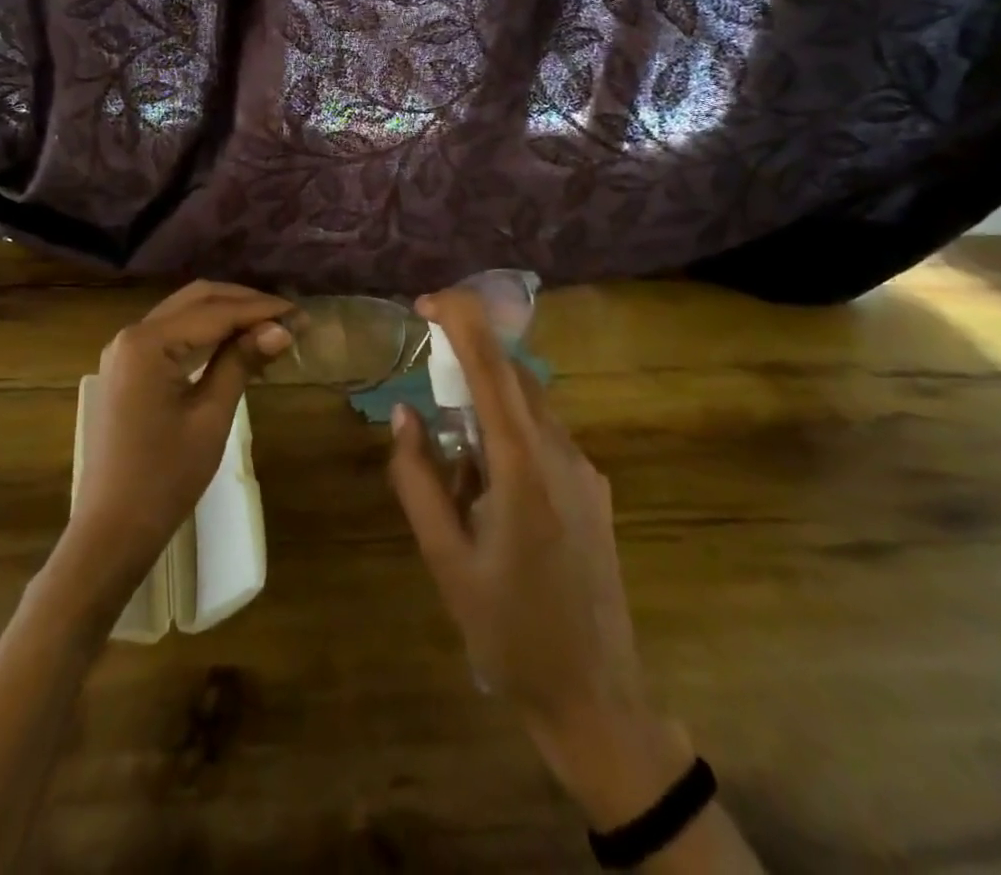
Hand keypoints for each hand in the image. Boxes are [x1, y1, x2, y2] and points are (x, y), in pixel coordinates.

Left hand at [68, 281, 291, 588]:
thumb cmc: (164, 478)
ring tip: (270, 328)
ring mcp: (126, 351)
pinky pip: (173, 335)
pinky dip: (207, 333)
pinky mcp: (128, 369)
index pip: (216, 311)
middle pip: (198, 299)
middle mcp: (132, 334)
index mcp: (148, 342)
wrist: (111, 530)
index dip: (262, 310)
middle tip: (288, 317)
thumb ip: (241, 362)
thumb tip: (282, 329)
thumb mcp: (210, 416)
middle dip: (245, 303)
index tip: (302, 315)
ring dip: (228, 315)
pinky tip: (237, 344)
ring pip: (186, 313)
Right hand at [388, 288, 690, 827]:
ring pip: (530, 407)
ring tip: (454, 462)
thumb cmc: (508, 632)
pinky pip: (544, 438)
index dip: (462, 320)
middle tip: (427, 375)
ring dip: (486, 405)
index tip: (427, 301)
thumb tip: (405, 413)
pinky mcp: (594, 489)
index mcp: (523, 467)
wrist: (596, 698)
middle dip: (469, 356)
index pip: (493, 367)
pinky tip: (488, 489)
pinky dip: (508, 434)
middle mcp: (562, 453)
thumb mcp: (444, 558)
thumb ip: (417, 478)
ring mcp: (586, 471)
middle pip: (514, 376)